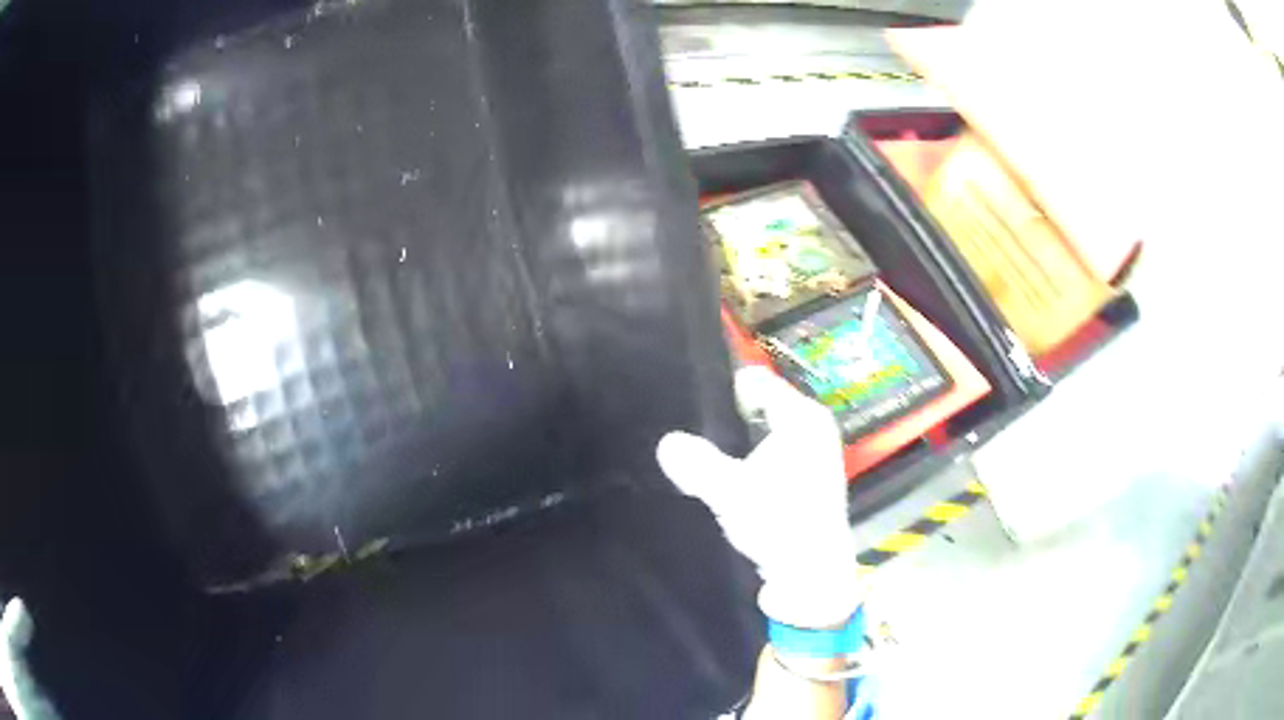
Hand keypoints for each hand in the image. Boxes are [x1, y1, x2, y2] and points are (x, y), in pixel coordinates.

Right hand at [657, 367, 860, 629]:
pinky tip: (730, 480)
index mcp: (802, 417)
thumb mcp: (730, 492)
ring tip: (703, 456)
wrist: (813, 573)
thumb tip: (667, 443)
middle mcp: (813, 427)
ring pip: (764, 433)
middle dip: (726, 418)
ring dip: (737, 443)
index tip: (692, 406)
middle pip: (760, 406)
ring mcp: (814, 453)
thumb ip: (696, 463)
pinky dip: (751, 461)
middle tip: (690, 432)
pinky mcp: (809, 478)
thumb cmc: (779, 522)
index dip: (723, 389)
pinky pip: (771, 453)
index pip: (757, 380)